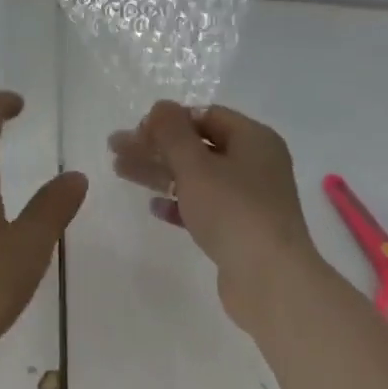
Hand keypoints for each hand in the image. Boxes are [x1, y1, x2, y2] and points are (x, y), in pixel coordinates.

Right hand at [110, 101, 322, 329]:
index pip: (206, 115)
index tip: (137, 131)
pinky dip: (179, 202)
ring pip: (197, 176)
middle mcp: (256, 164)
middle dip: (155, 146)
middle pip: (197, 146)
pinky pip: (205, 207)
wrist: (271, 281)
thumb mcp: (195, 165)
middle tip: (116, 149)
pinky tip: (154, 206)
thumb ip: (172, 132)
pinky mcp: (242, 231)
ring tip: (120, 171)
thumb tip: (160, 106)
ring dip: (159, 172)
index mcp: (254, 139)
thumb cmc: (233, 211)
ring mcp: (250, 199)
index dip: (169, 120)